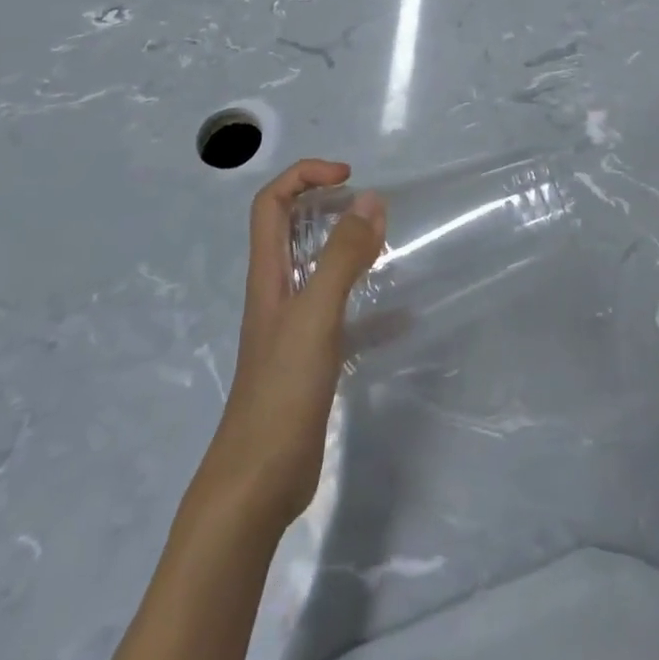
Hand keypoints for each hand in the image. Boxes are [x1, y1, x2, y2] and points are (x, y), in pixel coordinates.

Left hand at [196, 159, 385, 531]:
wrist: (258, 483)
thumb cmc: (282, 390)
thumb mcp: (315, 314)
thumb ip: (341, 256)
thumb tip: (371, 199)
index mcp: (268, 274)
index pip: (272, 204)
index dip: (304, 176)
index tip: (349, 177)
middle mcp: (277, 293)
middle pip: (291, 230)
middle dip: (326, 204)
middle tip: (370, 206)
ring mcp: (293, 327)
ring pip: (317, 269)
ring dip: (347, 248)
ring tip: (386, 245)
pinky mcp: (311, 359)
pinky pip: (342, 315)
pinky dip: (368, 305)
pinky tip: (400, 317)